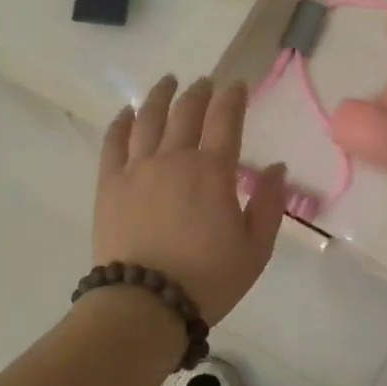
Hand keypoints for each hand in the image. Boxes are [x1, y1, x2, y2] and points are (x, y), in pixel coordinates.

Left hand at [94, 75, 287, 325]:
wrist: (145, 303)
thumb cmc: (208, 279)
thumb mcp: (255, 248)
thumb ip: (269, 203)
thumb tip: (277, 166)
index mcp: (212, 171)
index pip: (225, 120)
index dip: (232, 98)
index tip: (237, 85)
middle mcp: (174, 158)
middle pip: (186, 112)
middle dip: (198, 92)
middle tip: (204, 82)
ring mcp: (137, 168)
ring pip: (148, 118)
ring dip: (160, 96)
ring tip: (167, 82)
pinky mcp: (110, 183)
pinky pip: (113, 142)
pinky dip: (120, 122)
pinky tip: (127, 112)